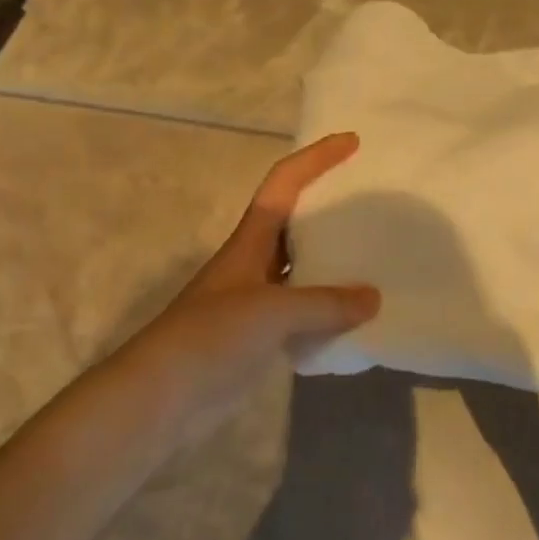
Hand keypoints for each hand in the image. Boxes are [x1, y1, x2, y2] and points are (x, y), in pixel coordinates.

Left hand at [108, 133, 379, 436]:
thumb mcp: (271, 311)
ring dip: (334, 262)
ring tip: (377, 257)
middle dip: (330, 206)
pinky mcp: (259, 337)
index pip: (284, 183)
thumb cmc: (211, 337)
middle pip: (296, 221)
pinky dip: (329, 311)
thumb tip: (373, 298)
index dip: (316, 158)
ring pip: (302, 269)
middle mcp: (254, 263)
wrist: (161, 397)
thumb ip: (324, 303)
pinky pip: (303, 312)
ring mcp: (255, 301)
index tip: (353, 142)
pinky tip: (356, 319)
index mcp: (250, 240)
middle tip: (374, 203)